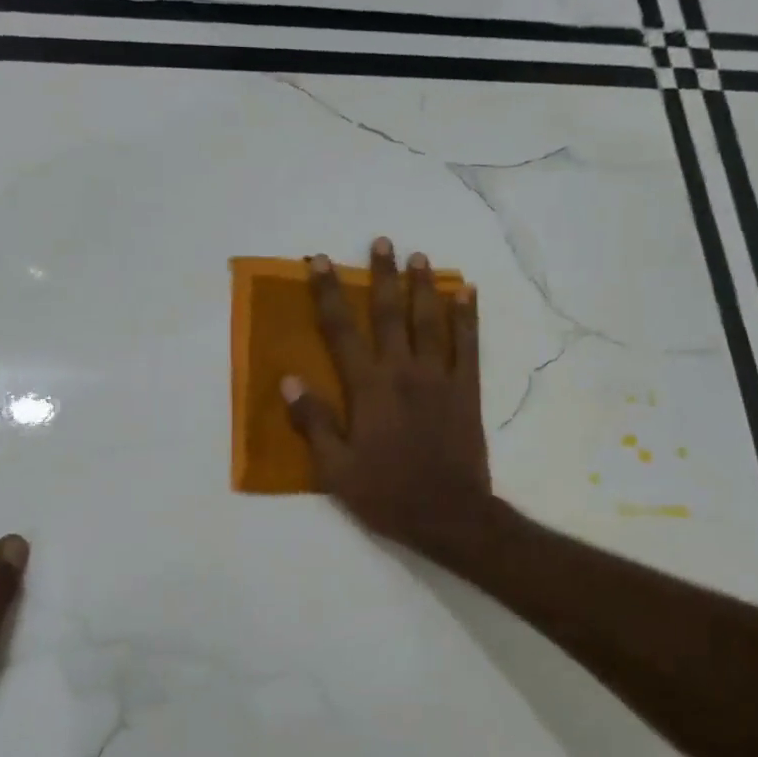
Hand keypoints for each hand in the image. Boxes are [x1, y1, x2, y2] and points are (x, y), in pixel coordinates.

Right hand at [283, 237, 494, 555]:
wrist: (449, 515)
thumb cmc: (386, 494)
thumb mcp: (336, 469)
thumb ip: (313, 421)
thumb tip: (289, 380)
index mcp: (368, 389)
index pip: (341, 331)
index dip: (328, 293)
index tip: (320, 261)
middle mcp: (403, 372)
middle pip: (390, 314)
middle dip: (382, 275)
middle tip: (382, 241)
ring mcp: (439, 378)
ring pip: (430, 321)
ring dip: (423, 286)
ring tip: (420, 257)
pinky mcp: (467, 390)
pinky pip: (468, 345)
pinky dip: (468, 316)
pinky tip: (467, 292)